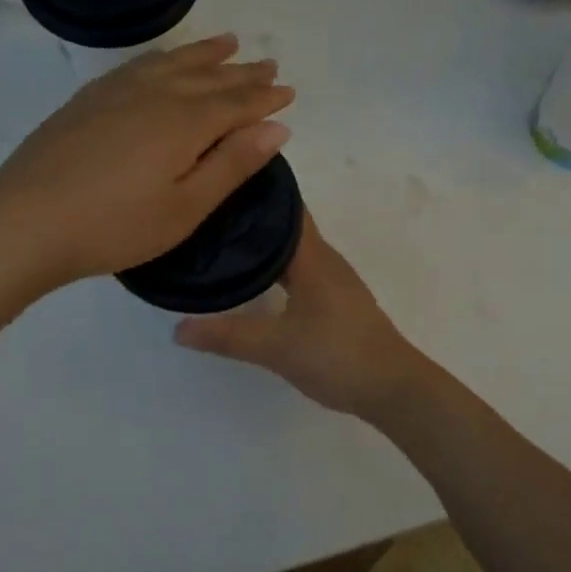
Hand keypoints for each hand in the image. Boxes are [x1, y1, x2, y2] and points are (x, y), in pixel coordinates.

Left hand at [0, 35, 293, 293]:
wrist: (24, 221)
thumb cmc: (114, 226)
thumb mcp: (185, 207)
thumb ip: (232, 164)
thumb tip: (277, 126)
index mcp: (185, 121)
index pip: (237, 102)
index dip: (265, 97)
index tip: (288, 91)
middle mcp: (155, 93)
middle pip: (209, 76)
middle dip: (243, 72)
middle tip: (268, 64)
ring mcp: (117, 91)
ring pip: (173, 62)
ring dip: (205, 53)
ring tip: (228, 42)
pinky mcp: (88, 98)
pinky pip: (140, 64)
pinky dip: (164, 57)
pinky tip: (164, 60)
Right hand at [174, 214, 425, 419]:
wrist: (392, 388)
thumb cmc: (337, 355)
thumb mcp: (276, 348)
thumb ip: (227, 336)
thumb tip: (177, 328)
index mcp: (312, 257)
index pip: (284, 208)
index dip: (256, 192)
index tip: (220, 183)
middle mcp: (325, 259)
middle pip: (287, 225)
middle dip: (254, 216)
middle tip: (209, 213)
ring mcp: (335, 280)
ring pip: (295, 248)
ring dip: (265, 241)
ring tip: (225, 240)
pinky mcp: (337, 300)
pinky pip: (301, 268)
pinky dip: (277, 264)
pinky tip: (257, 279)